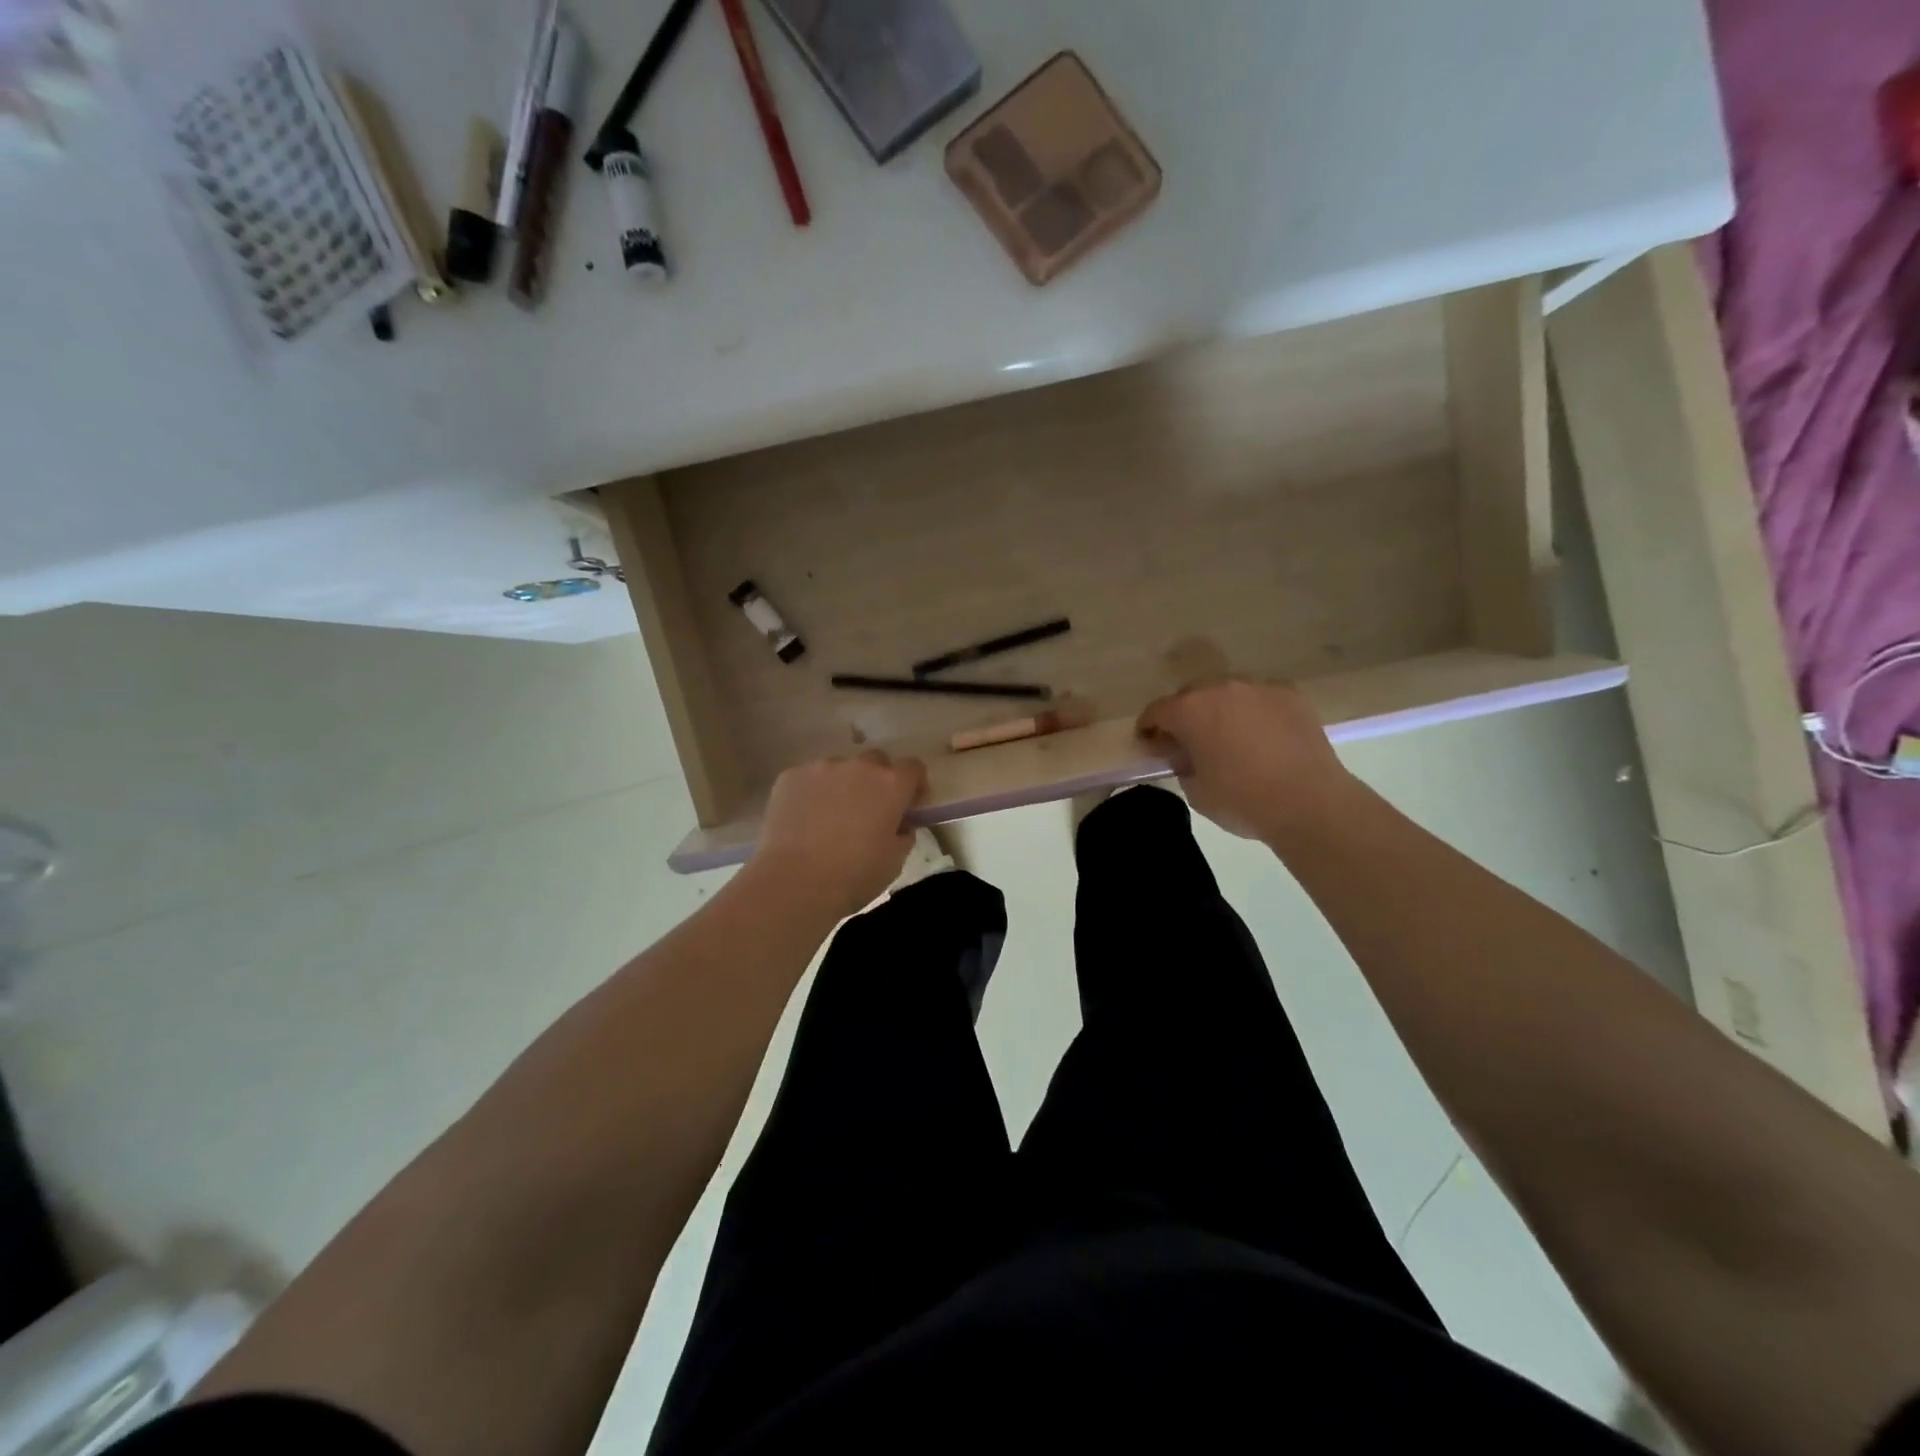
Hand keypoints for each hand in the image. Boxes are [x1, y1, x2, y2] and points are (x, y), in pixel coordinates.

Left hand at [750, 751, 927, 919]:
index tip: (908, 808)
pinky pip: (810, 778)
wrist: (793, 882)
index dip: (914, 786)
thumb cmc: (853, 876)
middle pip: (876, 762)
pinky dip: (813, 793)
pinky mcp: (790, 776)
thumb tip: (899, 824)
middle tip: (869, 812)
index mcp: (890, 784)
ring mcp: (821, 767)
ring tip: (830, 818)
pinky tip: (804, 821)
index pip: (913, 767)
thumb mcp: (894, 861)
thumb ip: (903, 833)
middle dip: (878, 781)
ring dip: (843, 786)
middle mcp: (858, 766)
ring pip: (840, 769)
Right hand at [1136, 678, 1358, 841]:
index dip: (1148, 728)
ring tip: (1230, 737)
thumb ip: (1182, 764)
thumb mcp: (1196, 791)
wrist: (1310, 802)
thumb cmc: (1242, 800)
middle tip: (1190, 741)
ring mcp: (1259, 688)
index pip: (1157, 711)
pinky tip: (1263, 737)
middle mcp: (1221, 688)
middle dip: (1185, 715)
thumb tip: (1186, 754)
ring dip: (1221, 710)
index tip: (1150, 744)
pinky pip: (1260, 699)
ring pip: (1228, 693)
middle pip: (1191, 695)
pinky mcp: (1290, 695)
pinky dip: (1254, 713)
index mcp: (1190, 711)